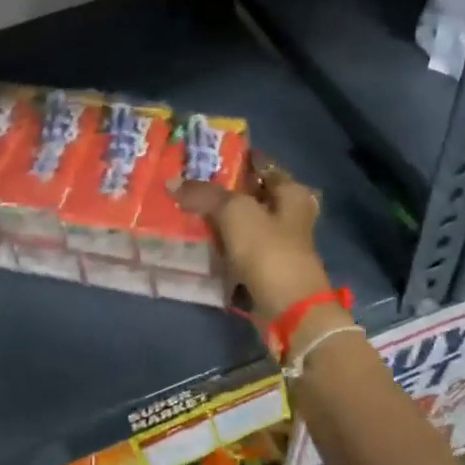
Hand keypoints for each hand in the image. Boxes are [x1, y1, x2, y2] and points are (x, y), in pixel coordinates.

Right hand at [174, 152, 333, 323]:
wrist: (289, 310)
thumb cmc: (269, 251)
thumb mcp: (235, 212)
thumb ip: (204, 195)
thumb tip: (173, 182)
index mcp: (291, 193)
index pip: (262, 164)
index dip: (236, 157)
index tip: (204, 154)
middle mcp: (289, 215)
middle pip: (251, 195)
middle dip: (222, 190)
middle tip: (187, 182)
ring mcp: (278, 244)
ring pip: (243, 224)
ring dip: (219, 220)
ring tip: (184, 209)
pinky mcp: (266, 269)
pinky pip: (237, 250)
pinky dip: (220, 246)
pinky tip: (197, 242)